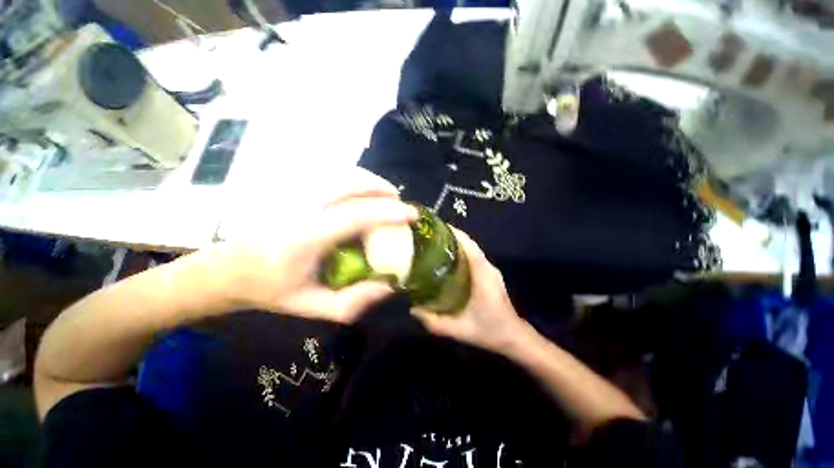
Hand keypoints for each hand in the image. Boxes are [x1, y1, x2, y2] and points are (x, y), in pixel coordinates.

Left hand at [211, 195, 417, 322]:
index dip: (387, 212)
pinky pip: (330, 176)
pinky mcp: (292, 189)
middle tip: (399, 202)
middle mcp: (300, 208)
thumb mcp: (312, 307)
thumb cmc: (269, 290)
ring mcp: (294, 194)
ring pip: (340, 175)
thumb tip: (388, 286)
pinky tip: (362, 189)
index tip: (410, 214)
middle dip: (380, 189)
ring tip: (385, 194)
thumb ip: (353, 302)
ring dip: (369, 181)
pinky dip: (353, 178)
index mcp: (305, 238)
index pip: (355, 215)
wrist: (226, 270)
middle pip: (349, 184)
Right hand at [412, 227, 528, 353]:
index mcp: (483, 276)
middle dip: (452, 237)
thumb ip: (435, 323)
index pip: (470, 248)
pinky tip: (448, 259)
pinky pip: (474, 257)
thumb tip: (413, 310)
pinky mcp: (490, 274)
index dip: (456, 235)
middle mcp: (488, 268)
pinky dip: (462, 252)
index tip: (438, 228)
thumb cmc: (489, 331)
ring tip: (436, 244)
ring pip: (472, 249)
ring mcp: (490, 270)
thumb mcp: (460, 330)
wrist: (513, 337)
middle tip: (431, 237)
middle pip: (470, 245)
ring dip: (457, 243)